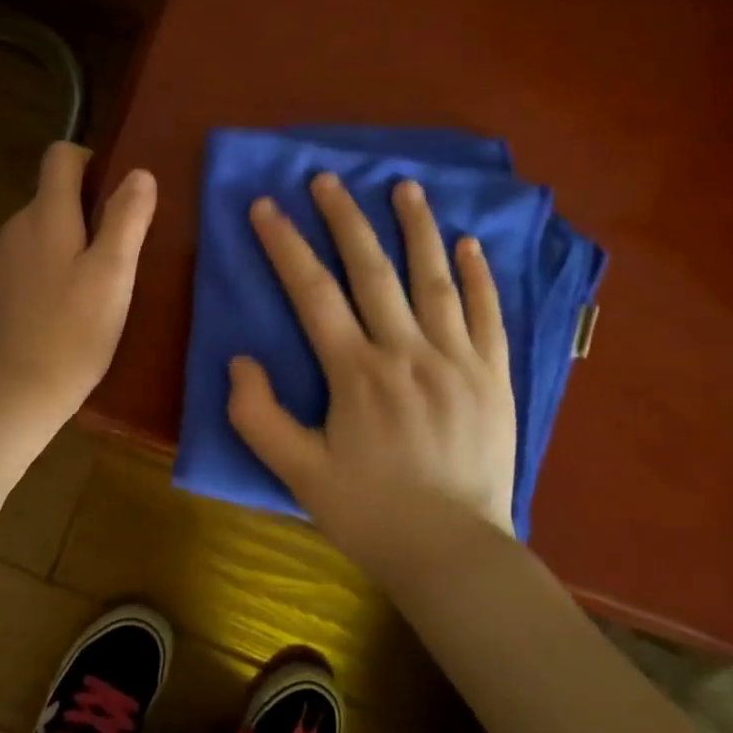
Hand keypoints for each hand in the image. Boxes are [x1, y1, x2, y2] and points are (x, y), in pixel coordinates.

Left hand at [0, 142, 156, 432]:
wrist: (15, 392)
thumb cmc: (73, 331)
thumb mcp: (113, 275)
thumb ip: (126, 219)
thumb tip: (139, 173)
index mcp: (46, 215)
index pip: (60, 156)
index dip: (90, 161)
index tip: (116, 194)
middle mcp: (15, 228)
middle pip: (52, 196)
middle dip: (87, 211)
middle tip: (120, 251)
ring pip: (41, 233)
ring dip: (69, 245)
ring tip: (97, 285)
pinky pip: (27, 264)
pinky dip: (49, 272)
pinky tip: (66, 311)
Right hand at [226, 171, 517, 591]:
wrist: (454, 554)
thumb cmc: (369, 513)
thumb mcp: (297, 473)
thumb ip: (258, 415)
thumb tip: (239, 360)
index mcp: (356, 373)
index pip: (312, 291)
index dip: (285, 245)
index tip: (266, 206)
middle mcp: (407, 351)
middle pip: (372, 270)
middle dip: (345, 219)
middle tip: (328, 178)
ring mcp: (457, 359)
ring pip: (434, 278)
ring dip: (416, 228)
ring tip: (403, 185)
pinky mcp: (493, 375)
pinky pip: (488, 313)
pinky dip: (479, 275)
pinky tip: (469, 243)